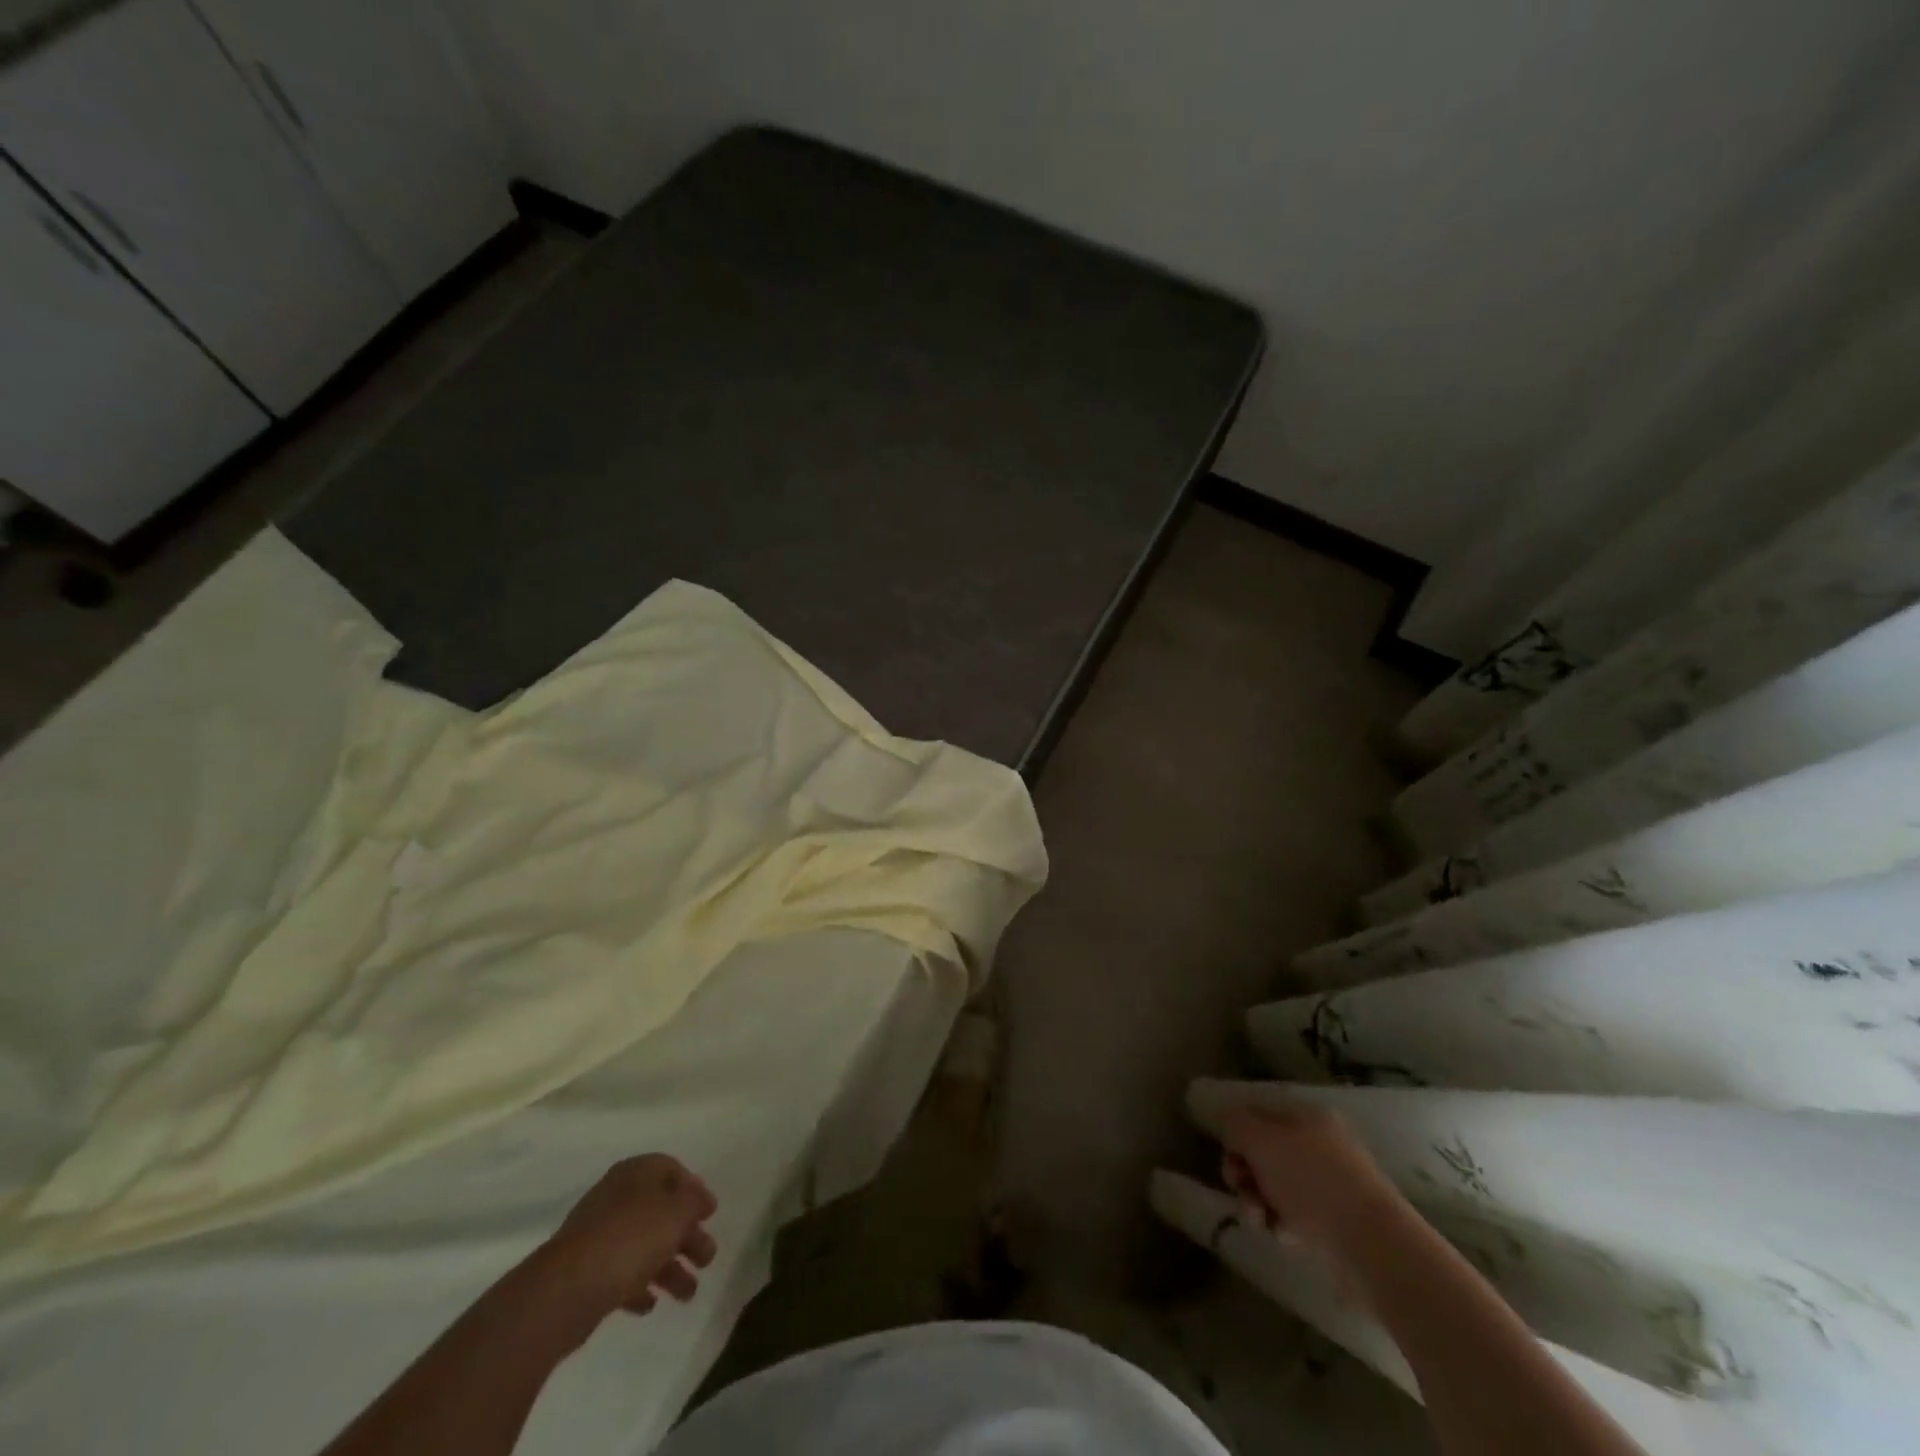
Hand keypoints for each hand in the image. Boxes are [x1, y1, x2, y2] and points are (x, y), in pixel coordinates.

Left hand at [529, 1154, 718, 1327]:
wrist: (566, 1290)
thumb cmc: (630, 1238)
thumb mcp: (677, 1211)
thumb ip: (694, 1201)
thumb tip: (698, 1199)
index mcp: (636, 1173)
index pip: (671, 1170)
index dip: (694, 1190)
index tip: (709, 1214)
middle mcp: (616, 1197)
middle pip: (660, 1211)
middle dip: (687, 1236)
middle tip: (707, 1259)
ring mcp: (597, 1235)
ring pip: (643, 1245)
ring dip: (669, 1267)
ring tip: (688, 1294)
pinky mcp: (584, 1271)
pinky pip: (620, 1273)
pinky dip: (639, 1285)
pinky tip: (650, 1305)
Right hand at [1218, 1100, 1407, 1259]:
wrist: (1372, 1246)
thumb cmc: (1311, 1181)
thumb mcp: (1261, 1140)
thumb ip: (1235, 1123)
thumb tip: (1227, 1119)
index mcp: (1308, 1117)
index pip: (1259, 1114)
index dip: (1236, 1133)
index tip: (1228, 1156)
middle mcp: (1321, 1144)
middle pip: (1265, 1152)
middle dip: (1245, 1172)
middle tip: (1239, 1188)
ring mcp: (1332, 1184)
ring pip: (1277, 1186)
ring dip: (1258, 1201)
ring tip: (1259, 1220)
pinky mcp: (1338, 1222)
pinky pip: (1296, 1215)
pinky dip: (1283, 1223)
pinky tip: (1283, 1235)